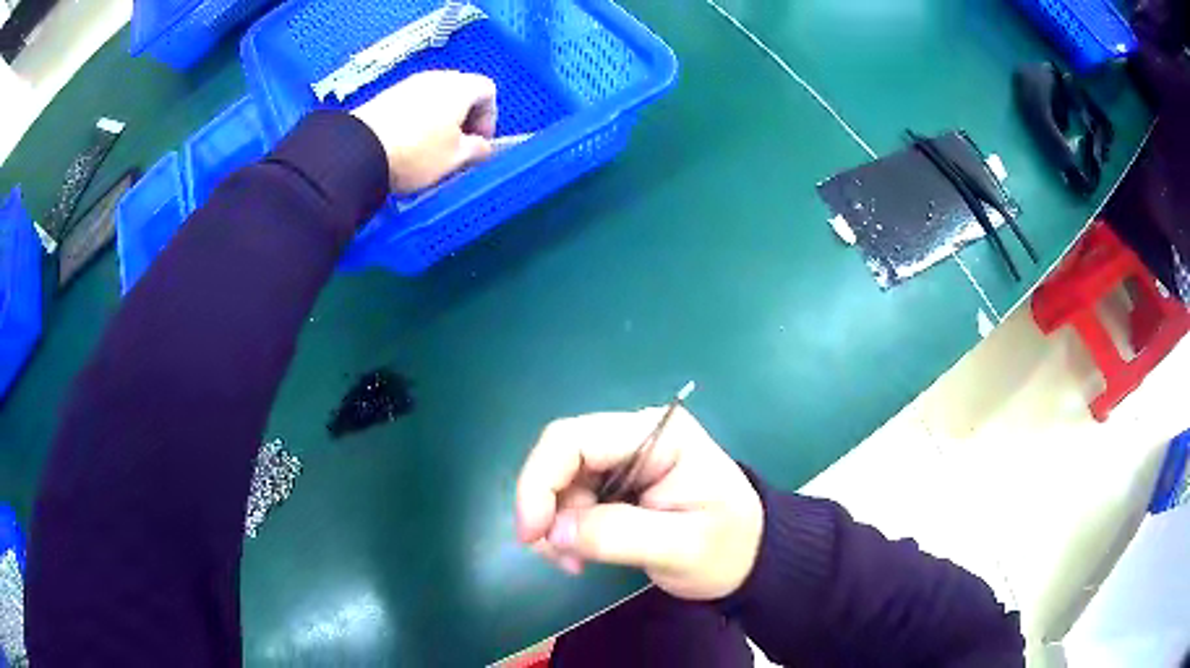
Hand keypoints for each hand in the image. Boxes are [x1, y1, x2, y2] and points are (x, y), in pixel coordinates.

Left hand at [351, 70, 497, 193]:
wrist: (360, 151)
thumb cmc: (415, 152)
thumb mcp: (455, 158)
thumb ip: (477, 150)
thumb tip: (482, 147)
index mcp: (460, 87)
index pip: (488, 90)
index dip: (489, 117)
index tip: (480, 142)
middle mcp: (436, 78)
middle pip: (461, 91)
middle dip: (465, 117)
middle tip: (459, 146)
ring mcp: (408, 84)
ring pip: (436, 97)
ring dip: (440, 119)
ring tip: (431, 148)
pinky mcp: (386, 96)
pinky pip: (412, 103)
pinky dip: (418, 119)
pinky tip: (408, 144)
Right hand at [515, 407, 763, 600]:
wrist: (751, 559)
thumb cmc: (728, 548)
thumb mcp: (681, 547)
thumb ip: (617, 535)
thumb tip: (552, 530)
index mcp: (658, 434)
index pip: (573, 439)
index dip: (539, 481)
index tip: (531, 534)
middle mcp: (635, 435)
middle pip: (562, 458)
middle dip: (548, 509)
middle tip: (561, 558)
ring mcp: (626, 457)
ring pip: (561, 481)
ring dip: (556, 524)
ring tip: (577, 562)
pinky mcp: (619, 482)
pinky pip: (573, 498)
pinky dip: (567, 529)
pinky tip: (583, 555)